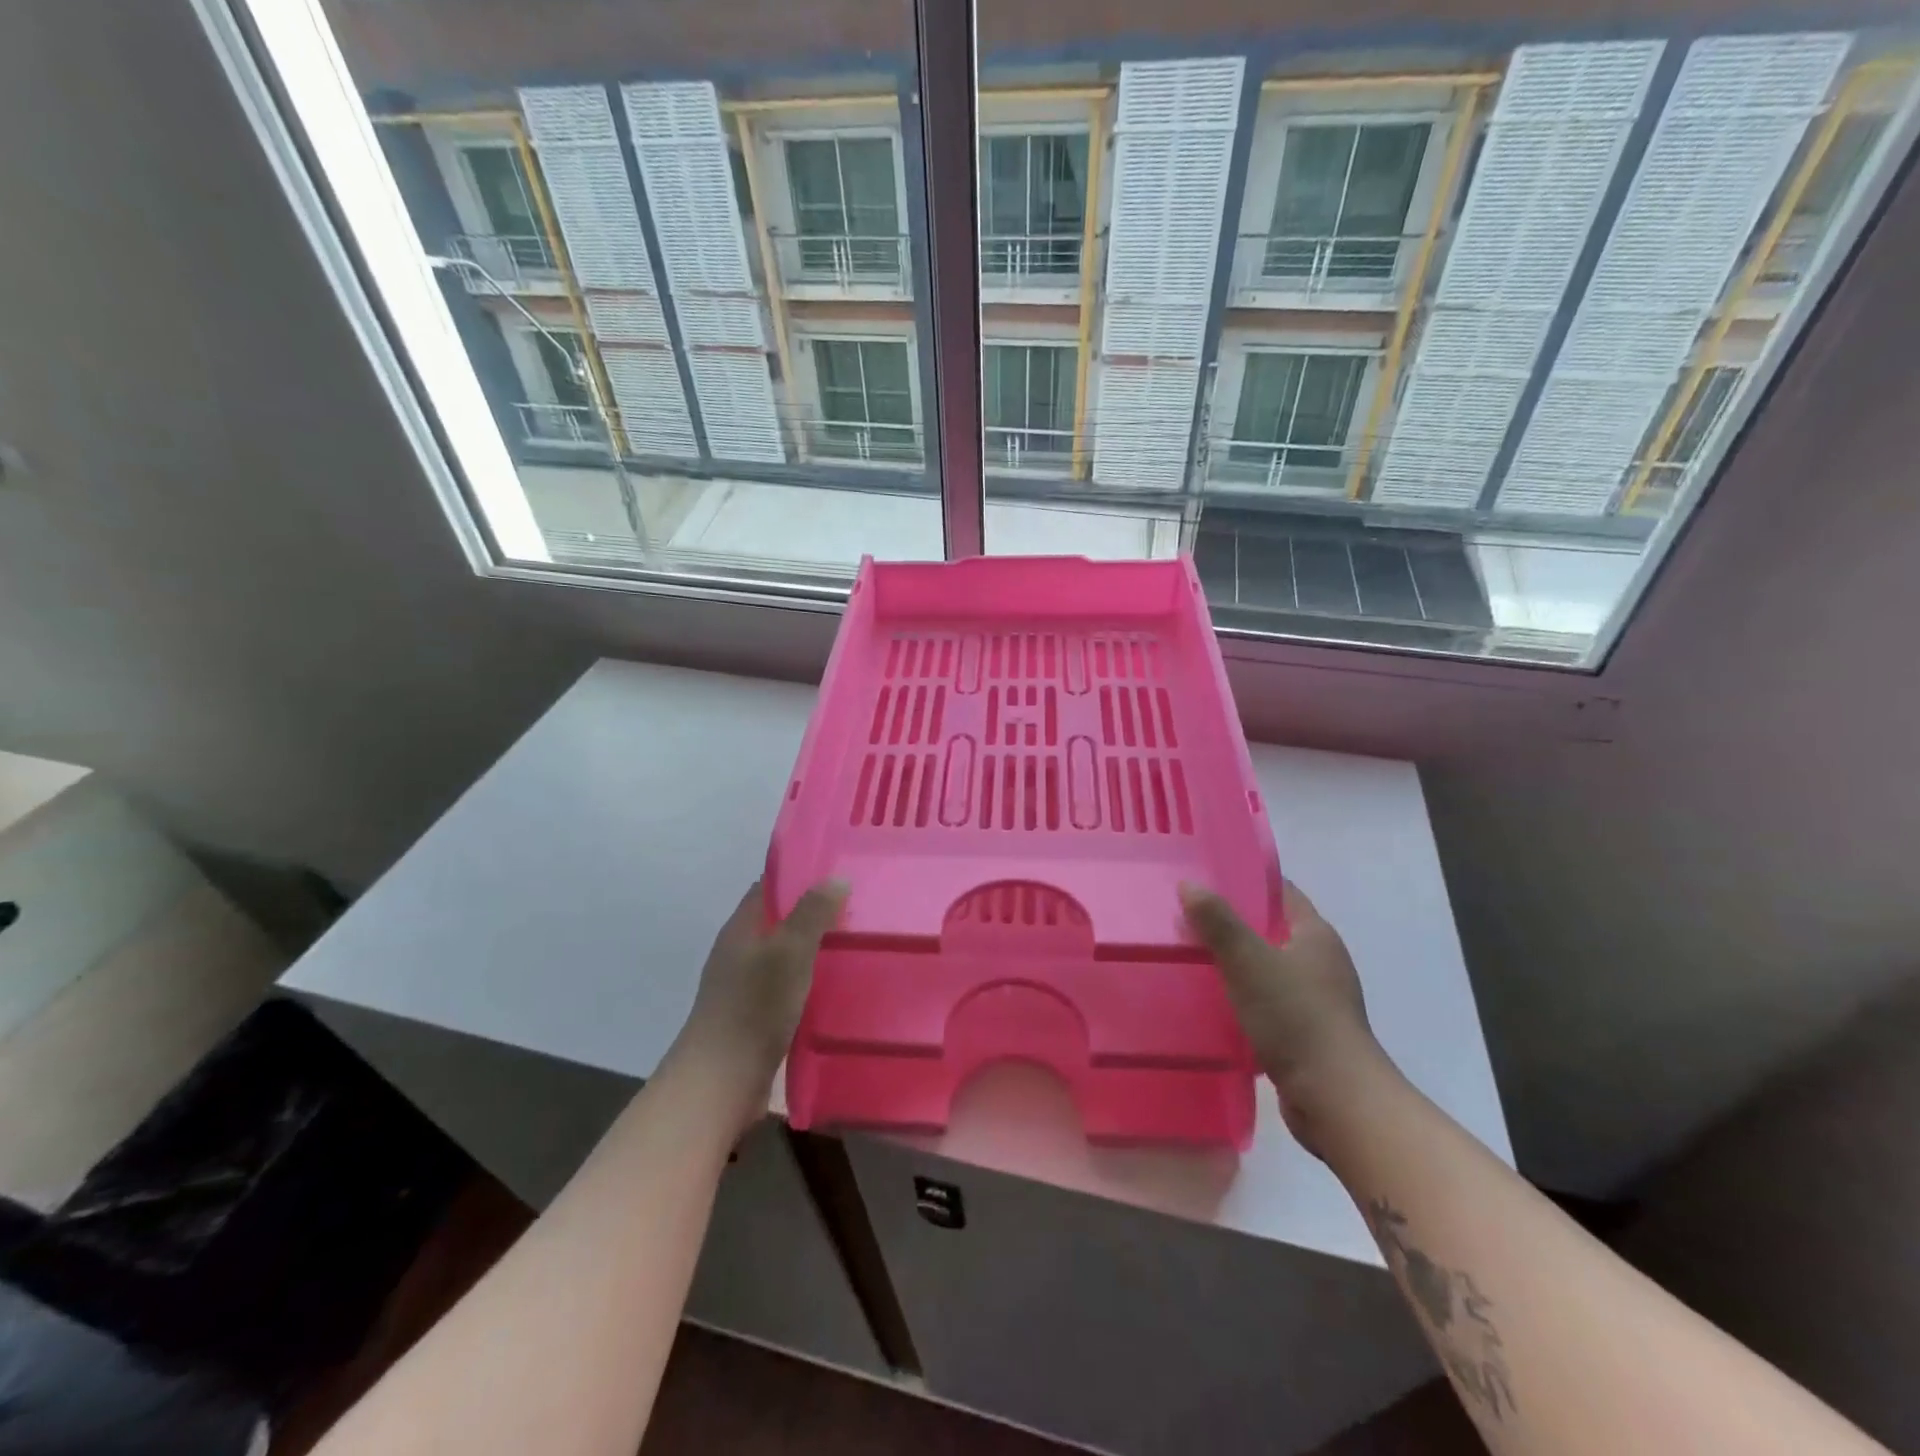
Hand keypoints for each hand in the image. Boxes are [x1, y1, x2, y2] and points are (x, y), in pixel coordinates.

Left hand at [671, 879, 846, 1115]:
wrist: (721, 1083)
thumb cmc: (754, 1007)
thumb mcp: (789, 951)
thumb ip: (812, 914)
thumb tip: (835, 878)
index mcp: (741, 928)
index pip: (768, 888)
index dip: (799, 876)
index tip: (837, 872)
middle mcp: (739, 952)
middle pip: (778, 922)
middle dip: (813, 914)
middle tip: (858, 908)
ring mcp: (744, 987)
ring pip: (784, 956)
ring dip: (813, 950)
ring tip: (855, 946)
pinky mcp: (754, 1018)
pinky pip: (786, 987)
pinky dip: (809, 981)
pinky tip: (836, 989)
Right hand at [1180, 879, 1397, 1155]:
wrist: (1335, 1099)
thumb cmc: (1296, 1018)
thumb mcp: (1249, 961)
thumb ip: (1217, 921)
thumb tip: (1189, 884)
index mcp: (1316, 935)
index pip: (1280, 892)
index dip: (1245, 881)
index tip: (1205, 878)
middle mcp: (1321, 962)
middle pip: (1270, 930)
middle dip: (1230, 924)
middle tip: (1185, 918)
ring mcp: (1316, 1000)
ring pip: (1265, 969)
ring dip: (1233, 964)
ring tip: (1189, 958)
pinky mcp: (1305, 1033)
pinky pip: (1266, 1003)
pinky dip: (1240, 999)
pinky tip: (1209, 1004)